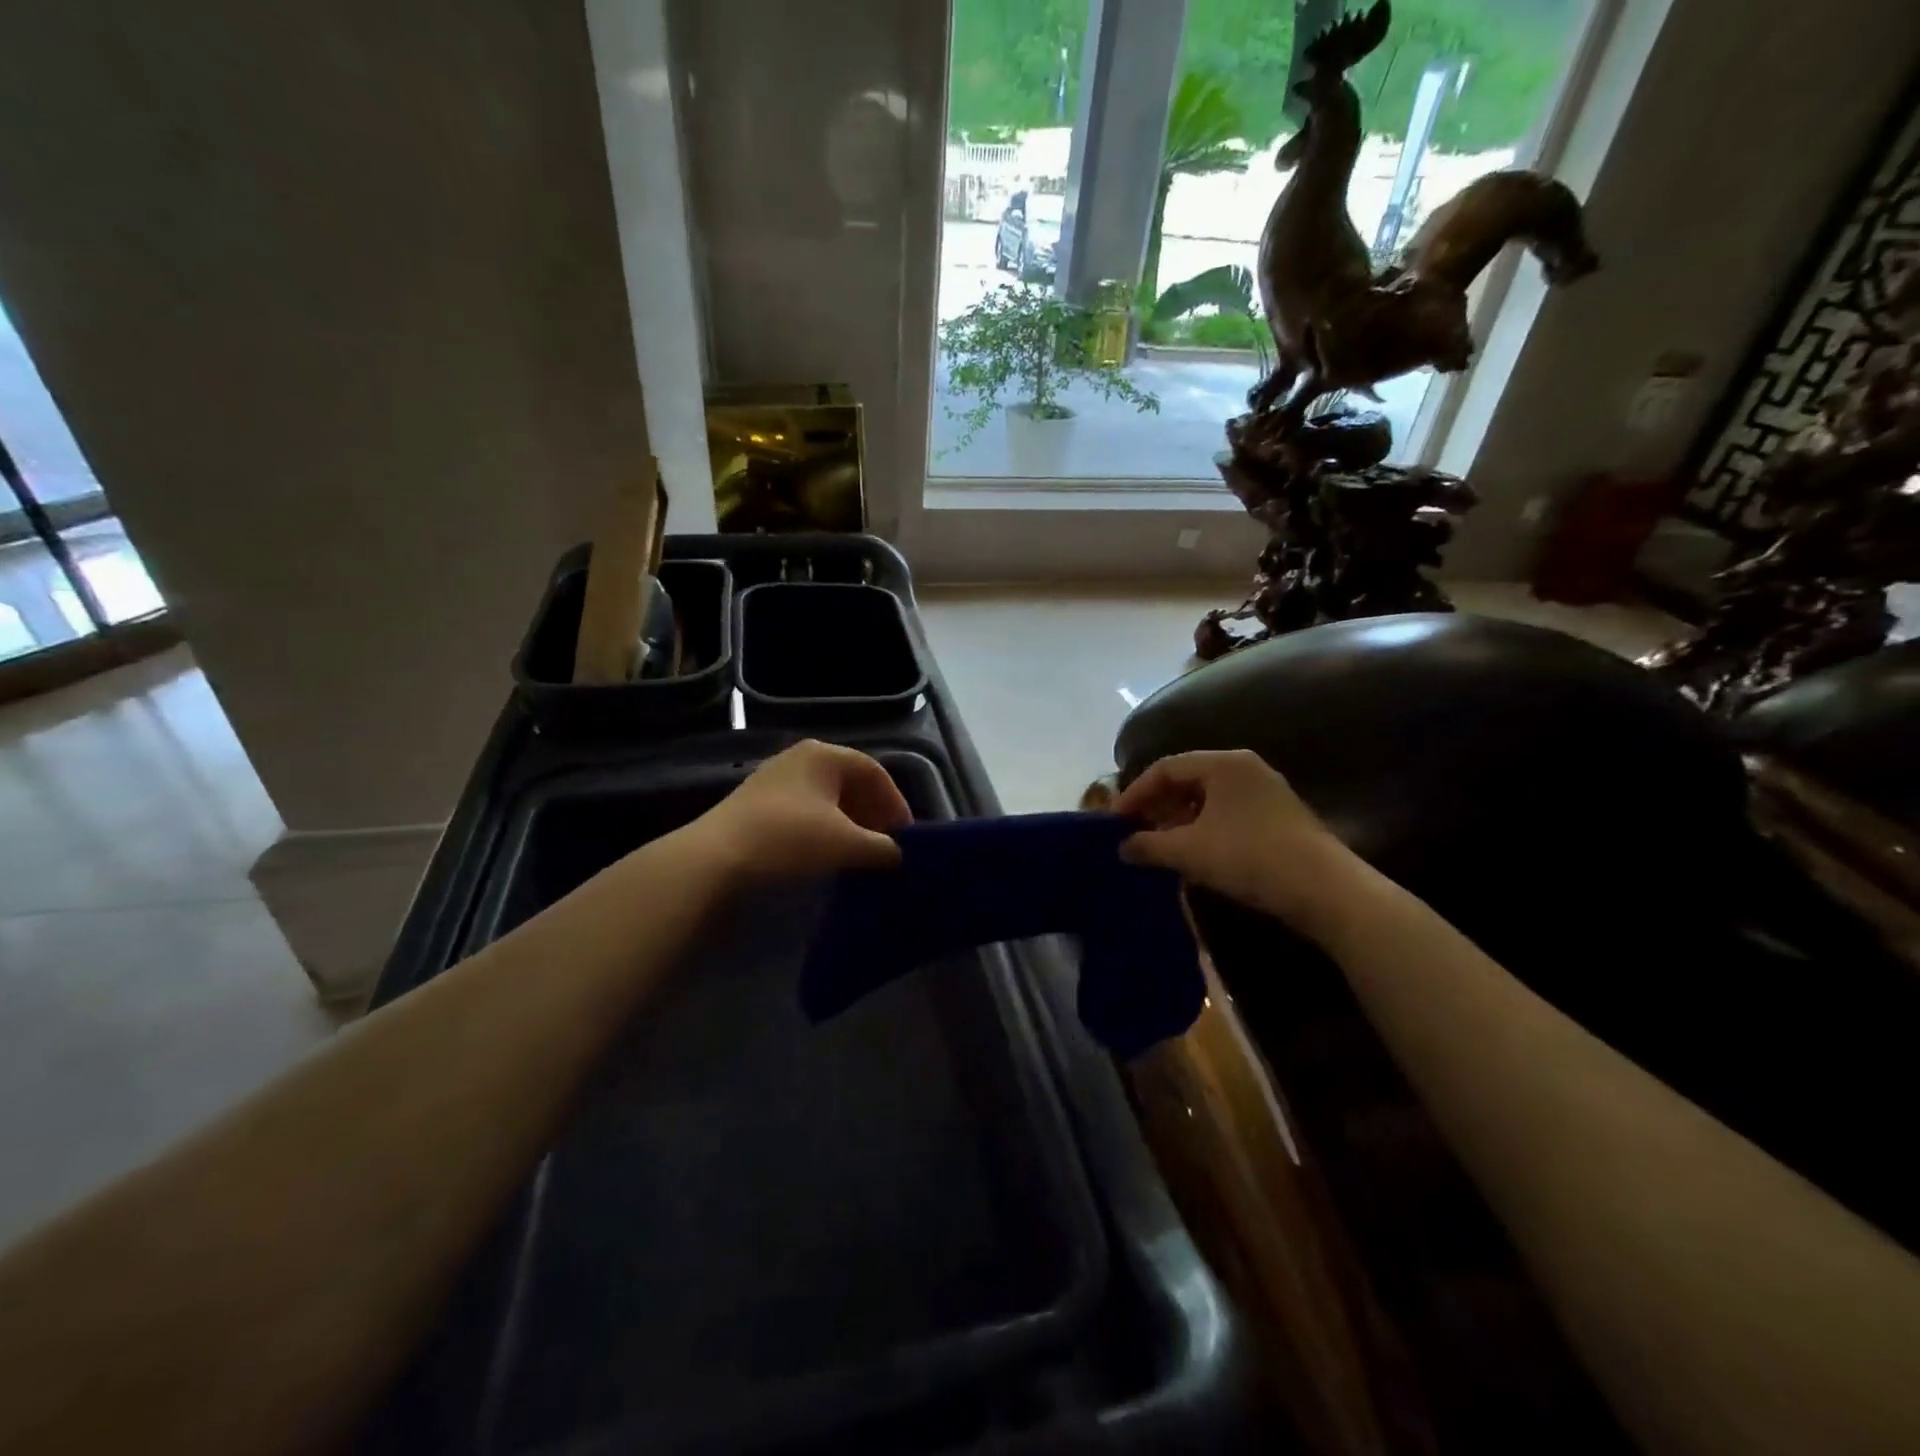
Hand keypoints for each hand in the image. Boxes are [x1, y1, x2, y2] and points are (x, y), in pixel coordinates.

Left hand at [687, 740, 911, 886]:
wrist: (716, 858)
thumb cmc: (790, 839)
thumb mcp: (846, 844)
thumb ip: (881, 847)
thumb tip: (896, 853)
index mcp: (825, 755)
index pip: (874, 772)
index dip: (895, 803)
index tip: (904, 835)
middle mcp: (800, 757)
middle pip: (849, 782)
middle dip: (871, 813)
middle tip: (884, 844)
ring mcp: (775, 778)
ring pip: (825, 797)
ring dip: (848, 822)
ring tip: (857, 852)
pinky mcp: (756, 802)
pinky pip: (804, 809)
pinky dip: (822, 827)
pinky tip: (825, 853)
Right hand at [1116, 749, 1358, 938]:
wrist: (1325, 889)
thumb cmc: (1249, 857)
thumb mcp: (1189, 851)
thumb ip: (1149, 845)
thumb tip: (1122, 847)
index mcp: (1223, 763)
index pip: (1165, 768)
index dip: (1135, 793)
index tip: (1115, 821)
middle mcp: (1245, 768)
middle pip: (1187, 779)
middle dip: (1157, 806)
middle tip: (1135, 832)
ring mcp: (1265, 791)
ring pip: (1208, 798)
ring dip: (1179, 820)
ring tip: (1160, 847)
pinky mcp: (1278, 816)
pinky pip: (1227, 813)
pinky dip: (1203, 828)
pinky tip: (1194, 854)